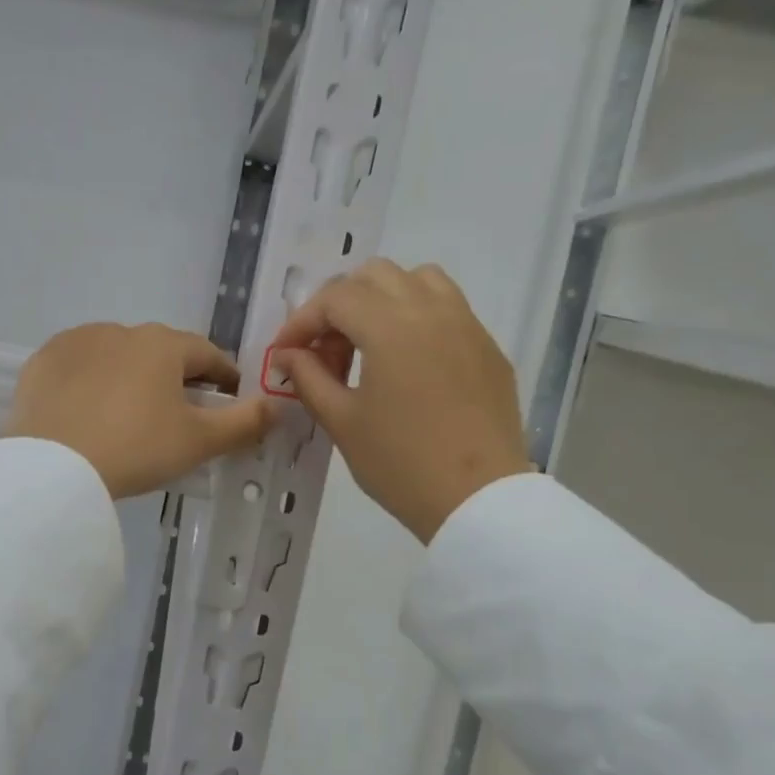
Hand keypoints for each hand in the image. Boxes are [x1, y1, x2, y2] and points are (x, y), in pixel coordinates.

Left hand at [5, 323, 276, 498]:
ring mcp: (77, 341)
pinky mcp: (43, 361)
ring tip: (128, 414)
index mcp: (163, 344)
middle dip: (175, 377)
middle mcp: (121, 330)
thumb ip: (244, 422)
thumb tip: (277, 407)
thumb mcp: (198, 442)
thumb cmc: (136, 449)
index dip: (223, 377)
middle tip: (178, 414)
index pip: (207, 354)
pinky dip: (90, 382)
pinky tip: (88, 410)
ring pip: (117, 356)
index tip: (229, 398)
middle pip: (161, 352)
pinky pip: (78, 367)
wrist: (54, 468)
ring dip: (131, 376)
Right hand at [270, 260, 531, 541]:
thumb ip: (309, 378)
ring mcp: (467, 325)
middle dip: (340, 303)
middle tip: (326, 349)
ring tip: (369, 342)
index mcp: (391, 326)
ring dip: (383, 298)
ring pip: (418, 280)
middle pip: (375, 276)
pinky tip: (409, 362)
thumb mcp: (342, 422)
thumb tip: (289, 354)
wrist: (478, 499)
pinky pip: (448, 308)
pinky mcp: (488, 347)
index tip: (286, 353)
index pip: (335, 298)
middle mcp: (431, 310)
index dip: (302, 321)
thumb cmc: (400, 463)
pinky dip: (418, 316)